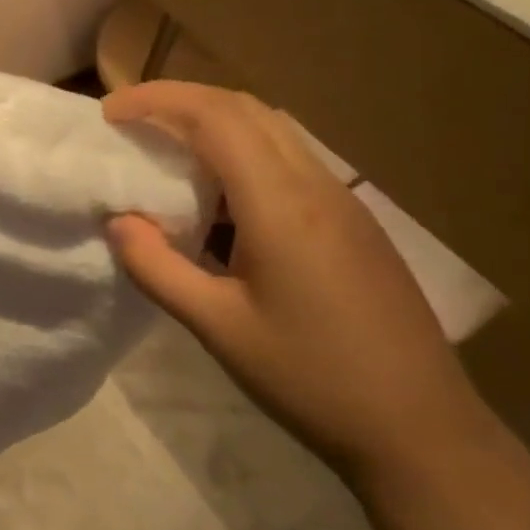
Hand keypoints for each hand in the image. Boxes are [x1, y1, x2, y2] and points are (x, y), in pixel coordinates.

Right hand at [103, 82, 484, 480]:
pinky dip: (241, 155)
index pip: (215, 117)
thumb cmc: (311, 379)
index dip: (157, 101)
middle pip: (246, 109)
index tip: (109, 113)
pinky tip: (219, 201)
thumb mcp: (218, 328)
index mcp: (282, 205)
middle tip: (130, 121)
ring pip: (272, 131)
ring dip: (213, 124)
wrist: (420, 429)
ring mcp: (343, 202)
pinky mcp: (353, 223)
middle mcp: (317, 186)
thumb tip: (118, 222)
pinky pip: (289, 163)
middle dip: (181, 100)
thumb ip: (158, 268)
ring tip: (165, 152)